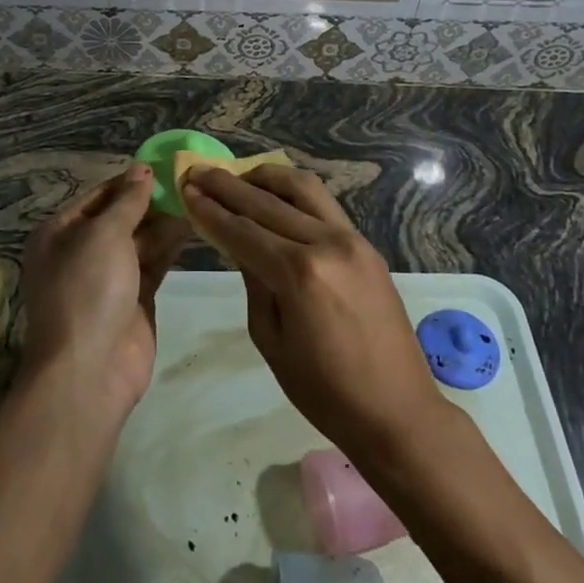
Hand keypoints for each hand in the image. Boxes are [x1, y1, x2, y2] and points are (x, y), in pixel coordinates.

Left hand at [20, 163, 191, 415]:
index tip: (165, 165)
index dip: (129, 181)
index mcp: (59, 233)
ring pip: (139, 241)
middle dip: (150, 201)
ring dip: (164, 223)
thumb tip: (142, 169)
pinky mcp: (134, 301)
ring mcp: (108, 279)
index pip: (98, 196)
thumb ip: (127, 201)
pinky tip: (193, 228)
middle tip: (189, 181)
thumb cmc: (88, 289)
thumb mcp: (104, 235)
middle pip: (119, 218)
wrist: (90, 369)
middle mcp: (80, 253)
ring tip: (198, 198)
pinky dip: (170, 248)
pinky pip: (153, 266)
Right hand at [182, 164, 445, 462]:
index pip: (242, 230)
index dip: (210, 209)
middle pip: (267, 202)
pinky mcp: (367, 245)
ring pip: (303, 188)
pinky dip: (295, 193)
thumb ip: (254, 283)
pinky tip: (276, 195)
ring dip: (265, 178)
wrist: (397, 410)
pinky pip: (325, 205)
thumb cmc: (324, 391)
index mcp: (299, 273)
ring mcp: (352, 240)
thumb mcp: (271, 341)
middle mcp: (326, 244)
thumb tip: (240, 245)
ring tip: (238, 175)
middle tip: (199, 172)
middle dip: (228, 185)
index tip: (186, 188)